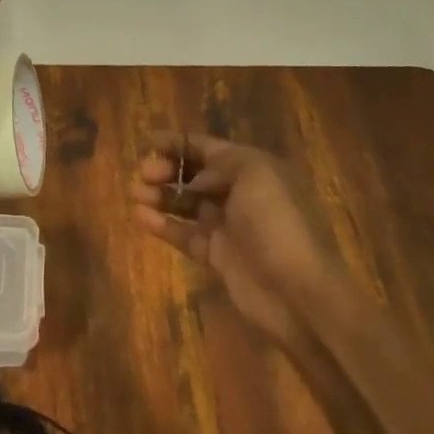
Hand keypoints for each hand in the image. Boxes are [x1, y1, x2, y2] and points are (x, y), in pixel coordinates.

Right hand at [130, 133, 338, 349]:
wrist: (298, 292)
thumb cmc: (276, 223)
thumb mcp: (253, 173)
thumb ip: (219, 164)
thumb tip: (195, 179)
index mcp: (254, 169)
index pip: (210, 148)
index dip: (179, 142)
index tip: (148, 141)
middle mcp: (241, 194)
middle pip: (196, 175)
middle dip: (168, 169)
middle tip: (144, 173)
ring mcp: (229, 226)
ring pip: (187, 204)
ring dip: (160, 195)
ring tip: (135, 193)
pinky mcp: (218, 256)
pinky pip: (184, 234)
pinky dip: (162, 224)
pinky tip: (139, 217)